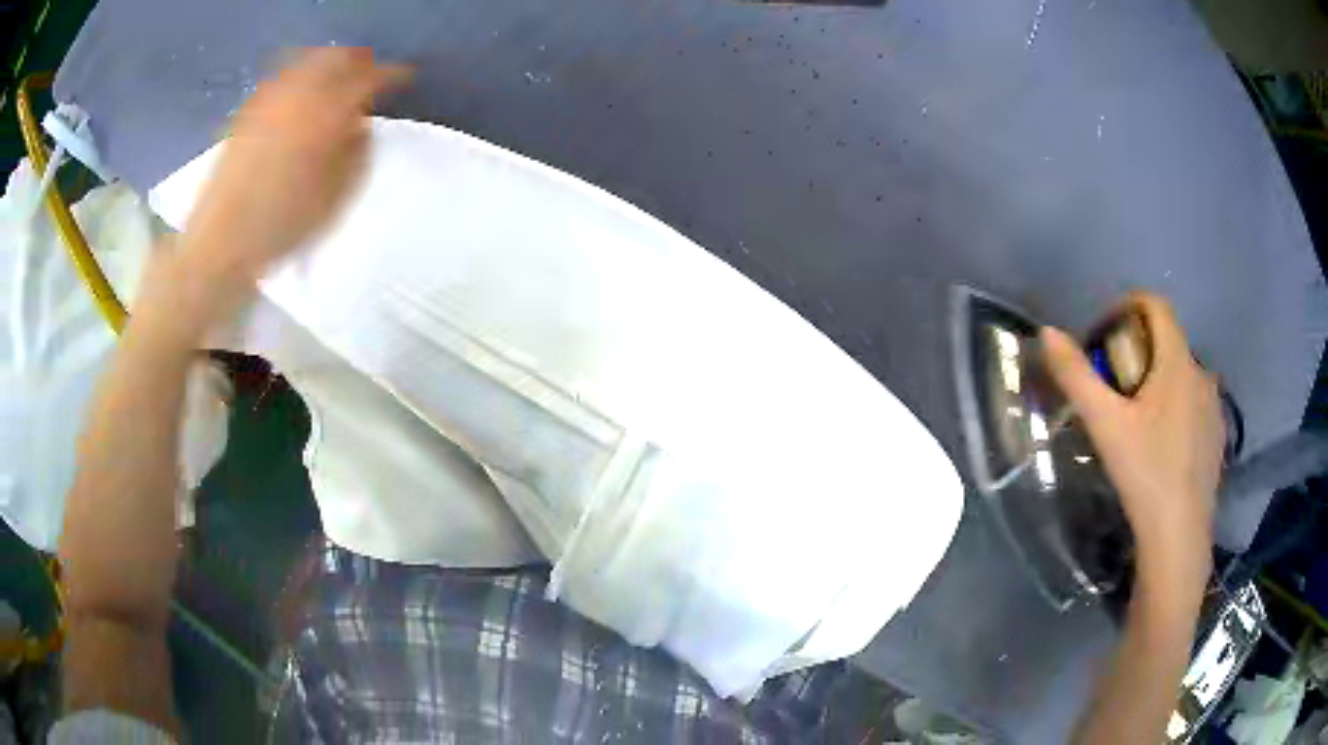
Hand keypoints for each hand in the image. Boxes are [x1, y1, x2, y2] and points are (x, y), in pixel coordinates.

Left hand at [173, 47, 409, 322]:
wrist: (223, 241)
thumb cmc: (285, 224)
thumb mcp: (337, 195)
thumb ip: (358, 150)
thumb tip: (360, 123)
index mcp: (329, 112)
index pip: (371, 77)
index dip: (393, 74)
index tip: (405, 79)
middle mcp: (300, 94)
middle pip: (337, 57)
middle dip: (359, 61)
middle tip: (370, 74)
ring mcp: (270, 99)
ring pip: (307, 61)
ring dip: (328, 64)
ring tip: (337, 80)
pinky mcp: (247, 111)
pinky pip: (282, 78)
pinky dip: (299, 77)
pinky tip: (300, 95)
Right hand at [1041, 293, 1223, 593]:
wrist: (1179, 538)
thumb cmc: (1145, 474)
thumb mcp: (1105, 426)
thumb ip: (1076, 376)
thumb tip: (1047, 332)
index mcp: (1177, 362)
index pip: (1156, 306)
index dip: (1127, 306)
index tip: (1104, 335)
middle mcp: (1202, 374)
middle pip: (1168, 342)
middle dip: (1139, 351)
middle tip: (1114, 388)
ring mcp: (1214, 407)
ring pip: (1183, 375)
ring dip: (1159, 381)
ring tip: (1137, 420)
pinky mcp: (1218, 436)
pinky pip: (1195, 404)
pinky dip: (1177, 407)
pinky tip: (1162, 446)